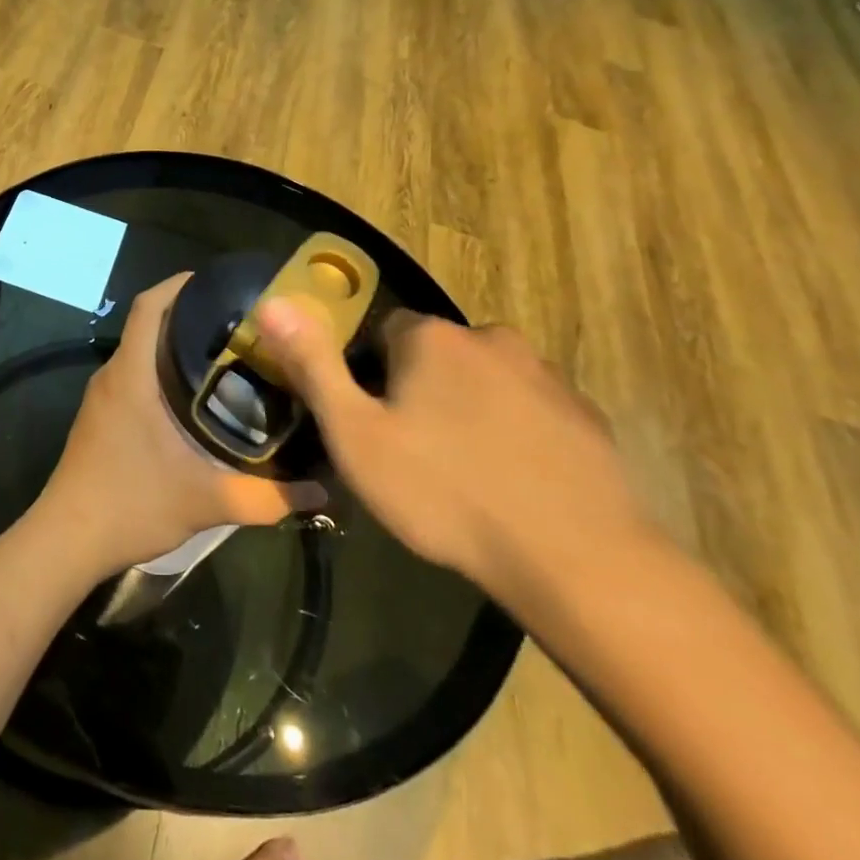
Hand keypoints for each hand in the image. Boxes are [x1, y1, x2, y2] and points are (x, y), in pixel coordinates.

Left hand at [37, 276, 328, 576]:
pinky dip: (162, 371)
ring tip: (228, 355)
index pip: (150, 306)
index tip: (219, 282)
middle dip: (190, 315)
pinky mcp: (100, 418)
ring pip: (141, 352)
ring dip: (176, 345)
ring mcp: (102, 398)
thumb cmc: (130, 505)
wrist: (66, 541)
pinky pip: (133, 376)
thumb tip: (322, 493)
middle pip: (149, 324)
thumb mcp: (205, 502)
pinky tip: (195, 397)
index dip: (179, 285)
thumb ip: (266, 497)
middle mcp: (112, 375)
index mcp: (131, 375)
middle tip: (241, 324)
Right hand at [253, 301, 645, 595]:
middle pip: (438, 354)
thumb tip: (273, 302)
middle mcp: (491, 338)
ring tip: (465, 473)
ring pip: (487, 380)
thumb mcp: (356, 435)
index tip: (374, 422)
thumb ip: (314, 365)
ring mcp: (546, 375)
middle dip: (422, 389)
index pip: (385, 331)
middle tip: (415, 453)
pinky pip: (532, 410)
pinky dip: (516, 432)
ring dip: (471, 409)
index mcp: (432, 339)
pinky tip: (513, 482)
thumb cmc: (444, 492)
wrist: (573, 556)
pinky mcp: (586, 414)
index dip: (371, 374)